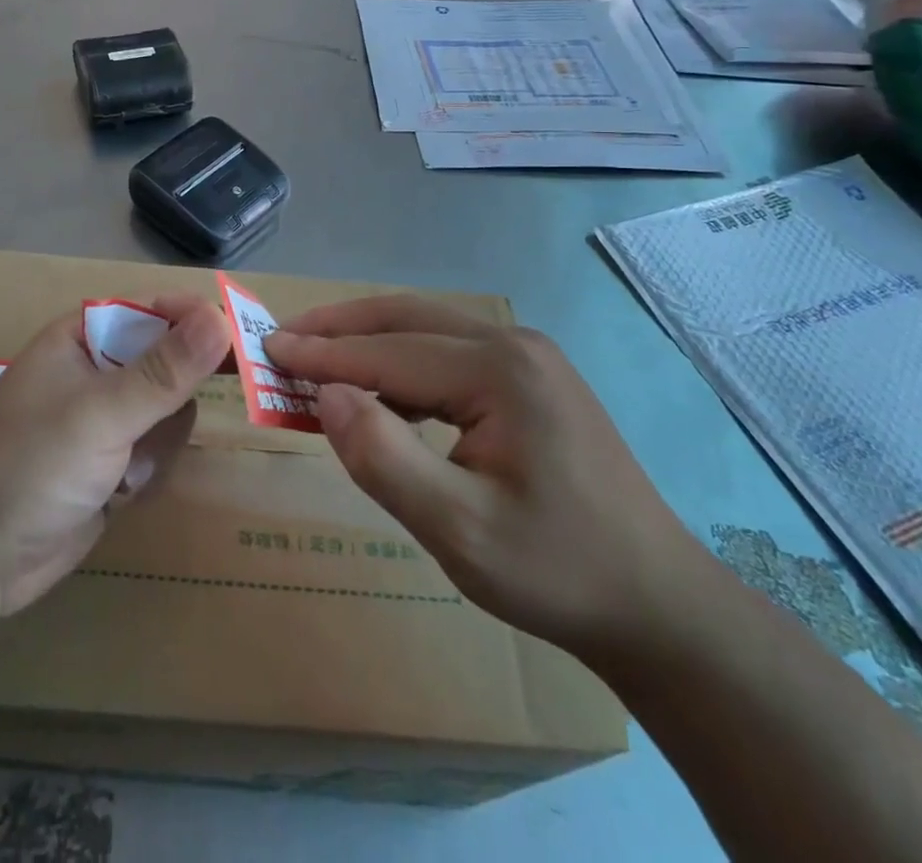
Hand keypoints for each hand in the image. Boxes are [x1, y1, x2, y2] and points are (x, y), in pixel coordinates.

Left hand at [0, 295, 231, 619]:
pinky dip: (150, 468)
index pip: (158, 310)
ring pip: (170, 408)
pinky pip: (157, 448)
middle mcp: (98, 369)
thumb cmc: (27, 467)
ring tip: (132, 468)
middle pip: (170, 359)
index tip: (244, 340)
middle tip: (211, 407)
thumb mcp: (99, 414)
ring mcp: (104, 419)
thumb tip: (221, 316)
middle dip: (183, 388)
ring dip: (161, 438)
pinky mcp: (110, 463)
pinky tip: (123, 491)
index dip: (199, 321)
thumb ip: (164, 370)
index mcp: (84, 337)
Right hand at [264, 297, 703, 654]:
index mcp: (499, 370)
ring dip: (367, 338)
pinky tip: (380, 388)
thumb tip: (325, 396)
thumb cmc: (556, 570)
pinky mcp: (530, 377)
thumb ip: (383, 458)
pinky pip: (448, 352)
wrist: (656, 603)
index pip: (387, 351)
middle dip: (339, 326)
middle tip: (282, 337)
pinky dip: (400, 360)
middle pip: (405, 318)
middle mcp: (512, 344)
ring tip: (316, 356)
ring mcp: (526, 356)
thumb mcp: (458, 530)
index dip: (321, 353)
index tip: (265, 348)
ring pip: (426, 329)